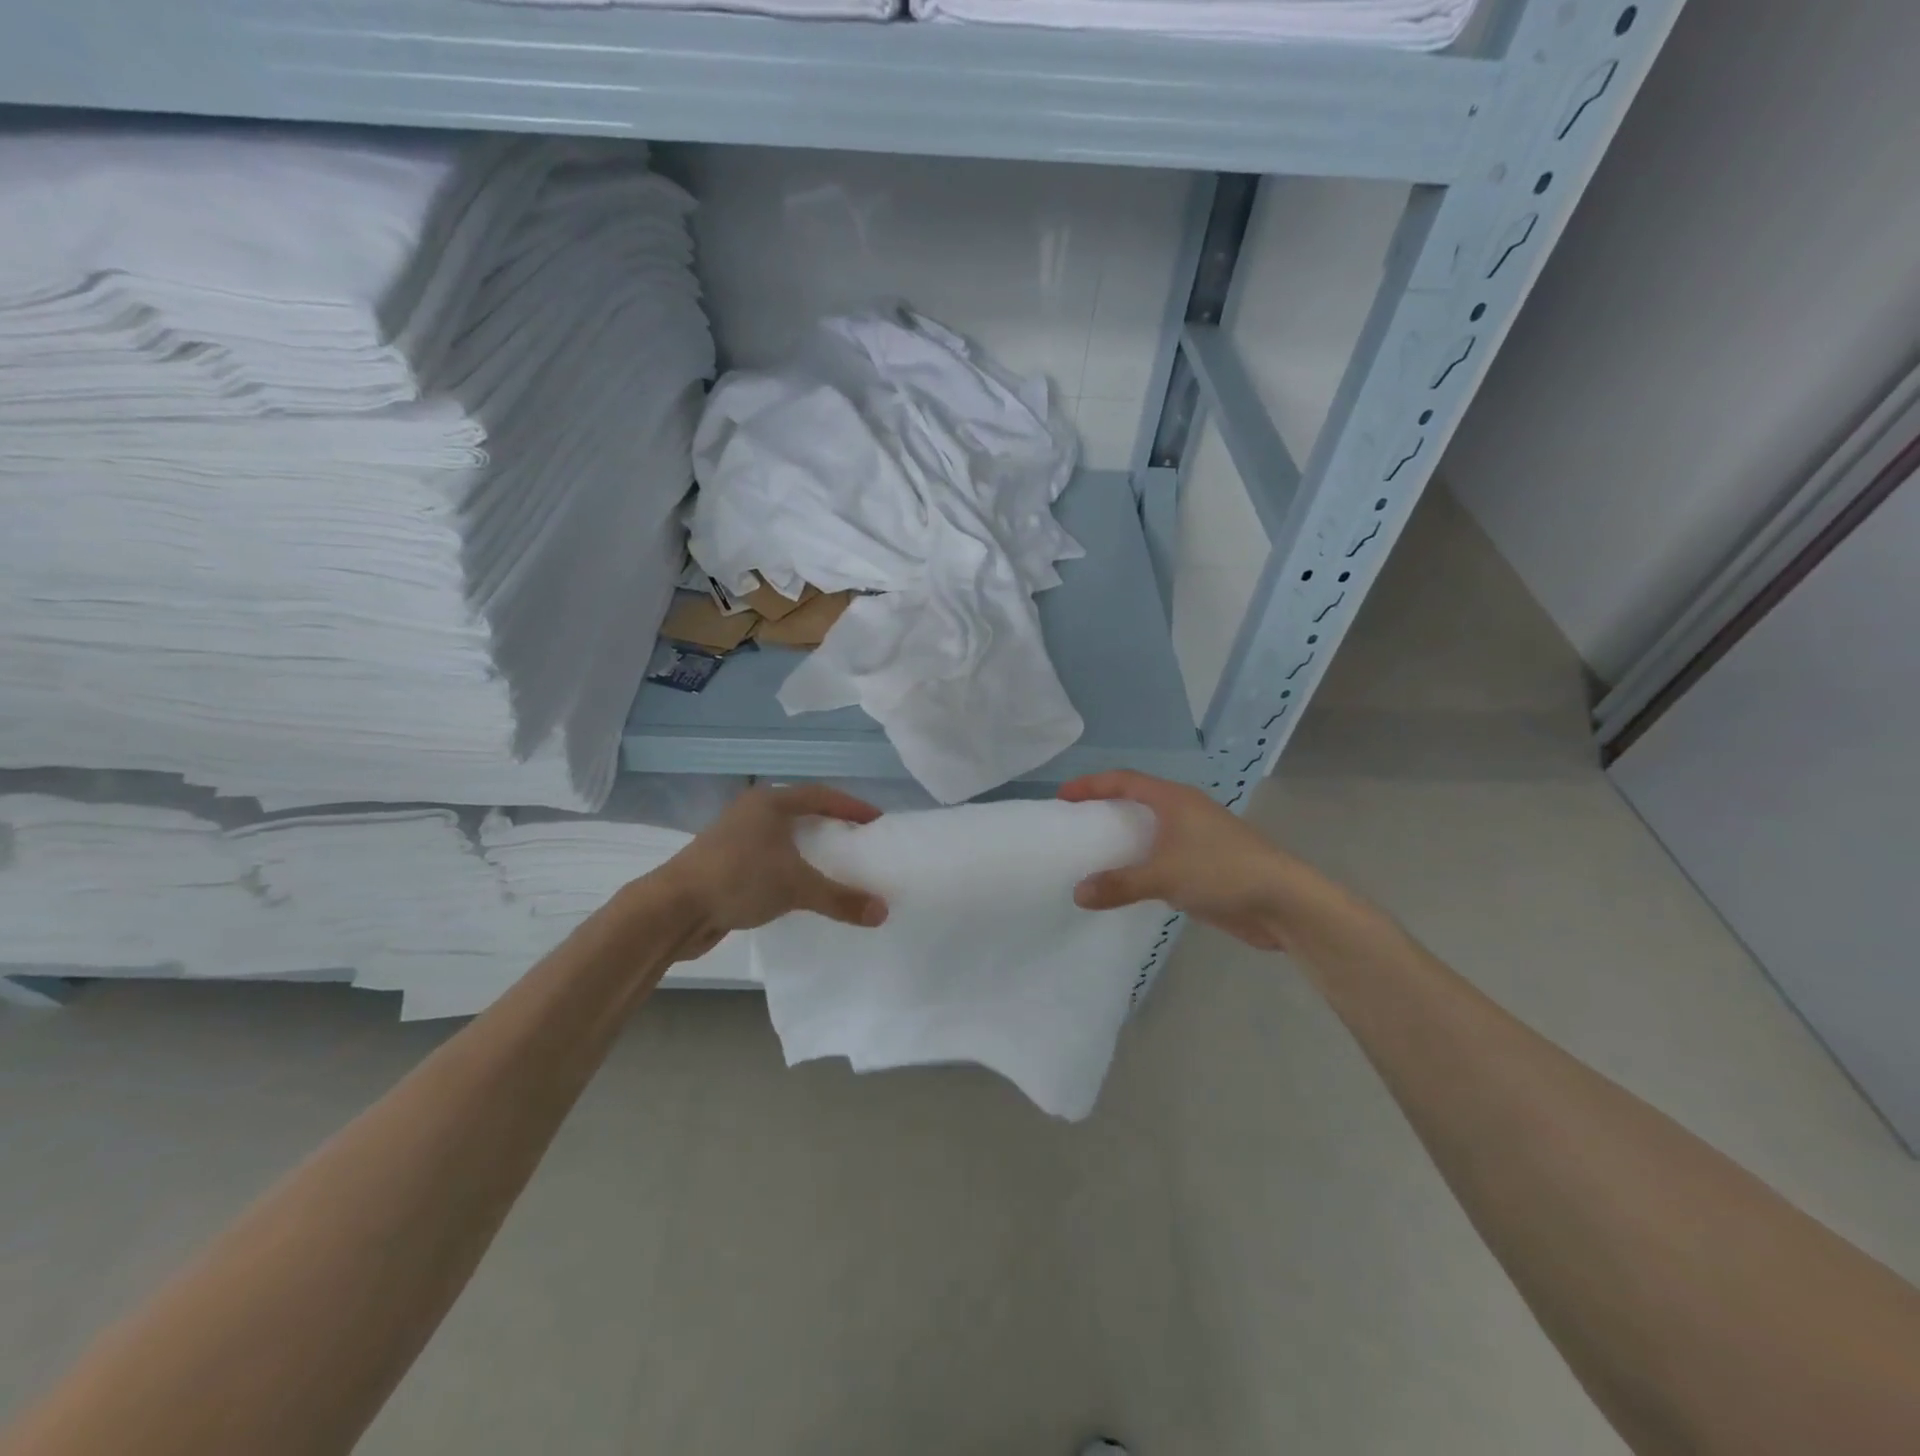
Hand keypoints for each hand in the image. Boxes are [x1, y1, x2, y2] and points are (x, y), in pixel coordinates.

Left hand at [651, 785, 888, 955]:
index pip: (821, 795)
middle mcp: (751, 813)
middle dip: (830, 825)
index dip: (851, 806)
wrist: (672, 910)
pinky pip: (768, 860)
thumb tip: (883, 912)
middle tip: (858, 841)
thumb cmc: (738, 879)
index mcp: (769, 803)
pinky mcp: (724, 865)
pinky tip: (800, 889)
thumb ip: (841, 898)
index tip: (876, 820)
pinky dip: (789, 869)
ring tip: (835, 866)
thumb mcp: (796, 886)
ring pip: (782, 838)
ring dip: (808, 850)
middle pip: (800, 813)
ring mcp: (734, 839)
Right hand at [1058, 770, 1349, 952]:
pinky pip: (1162, 859)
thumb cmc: (1222, 872)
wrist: (1283, 902)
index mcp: (1174, 799)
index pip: (1124, 780)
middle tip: (1075, 825)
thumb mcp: (1164, 876)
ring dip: (1124, 840)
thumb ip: (1119, 884)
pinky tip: (1126, 883)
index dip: (1091, 785)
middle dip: (1105, 810)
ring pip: (1151, 832)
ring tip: (1093, 854)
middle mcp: (1184, 812)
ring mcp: (1197, 839)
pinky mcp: (1204, 866)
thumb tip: (1078, 893)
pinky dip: (1141, 865)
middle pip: (1137, 801)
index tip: (1062, 798)